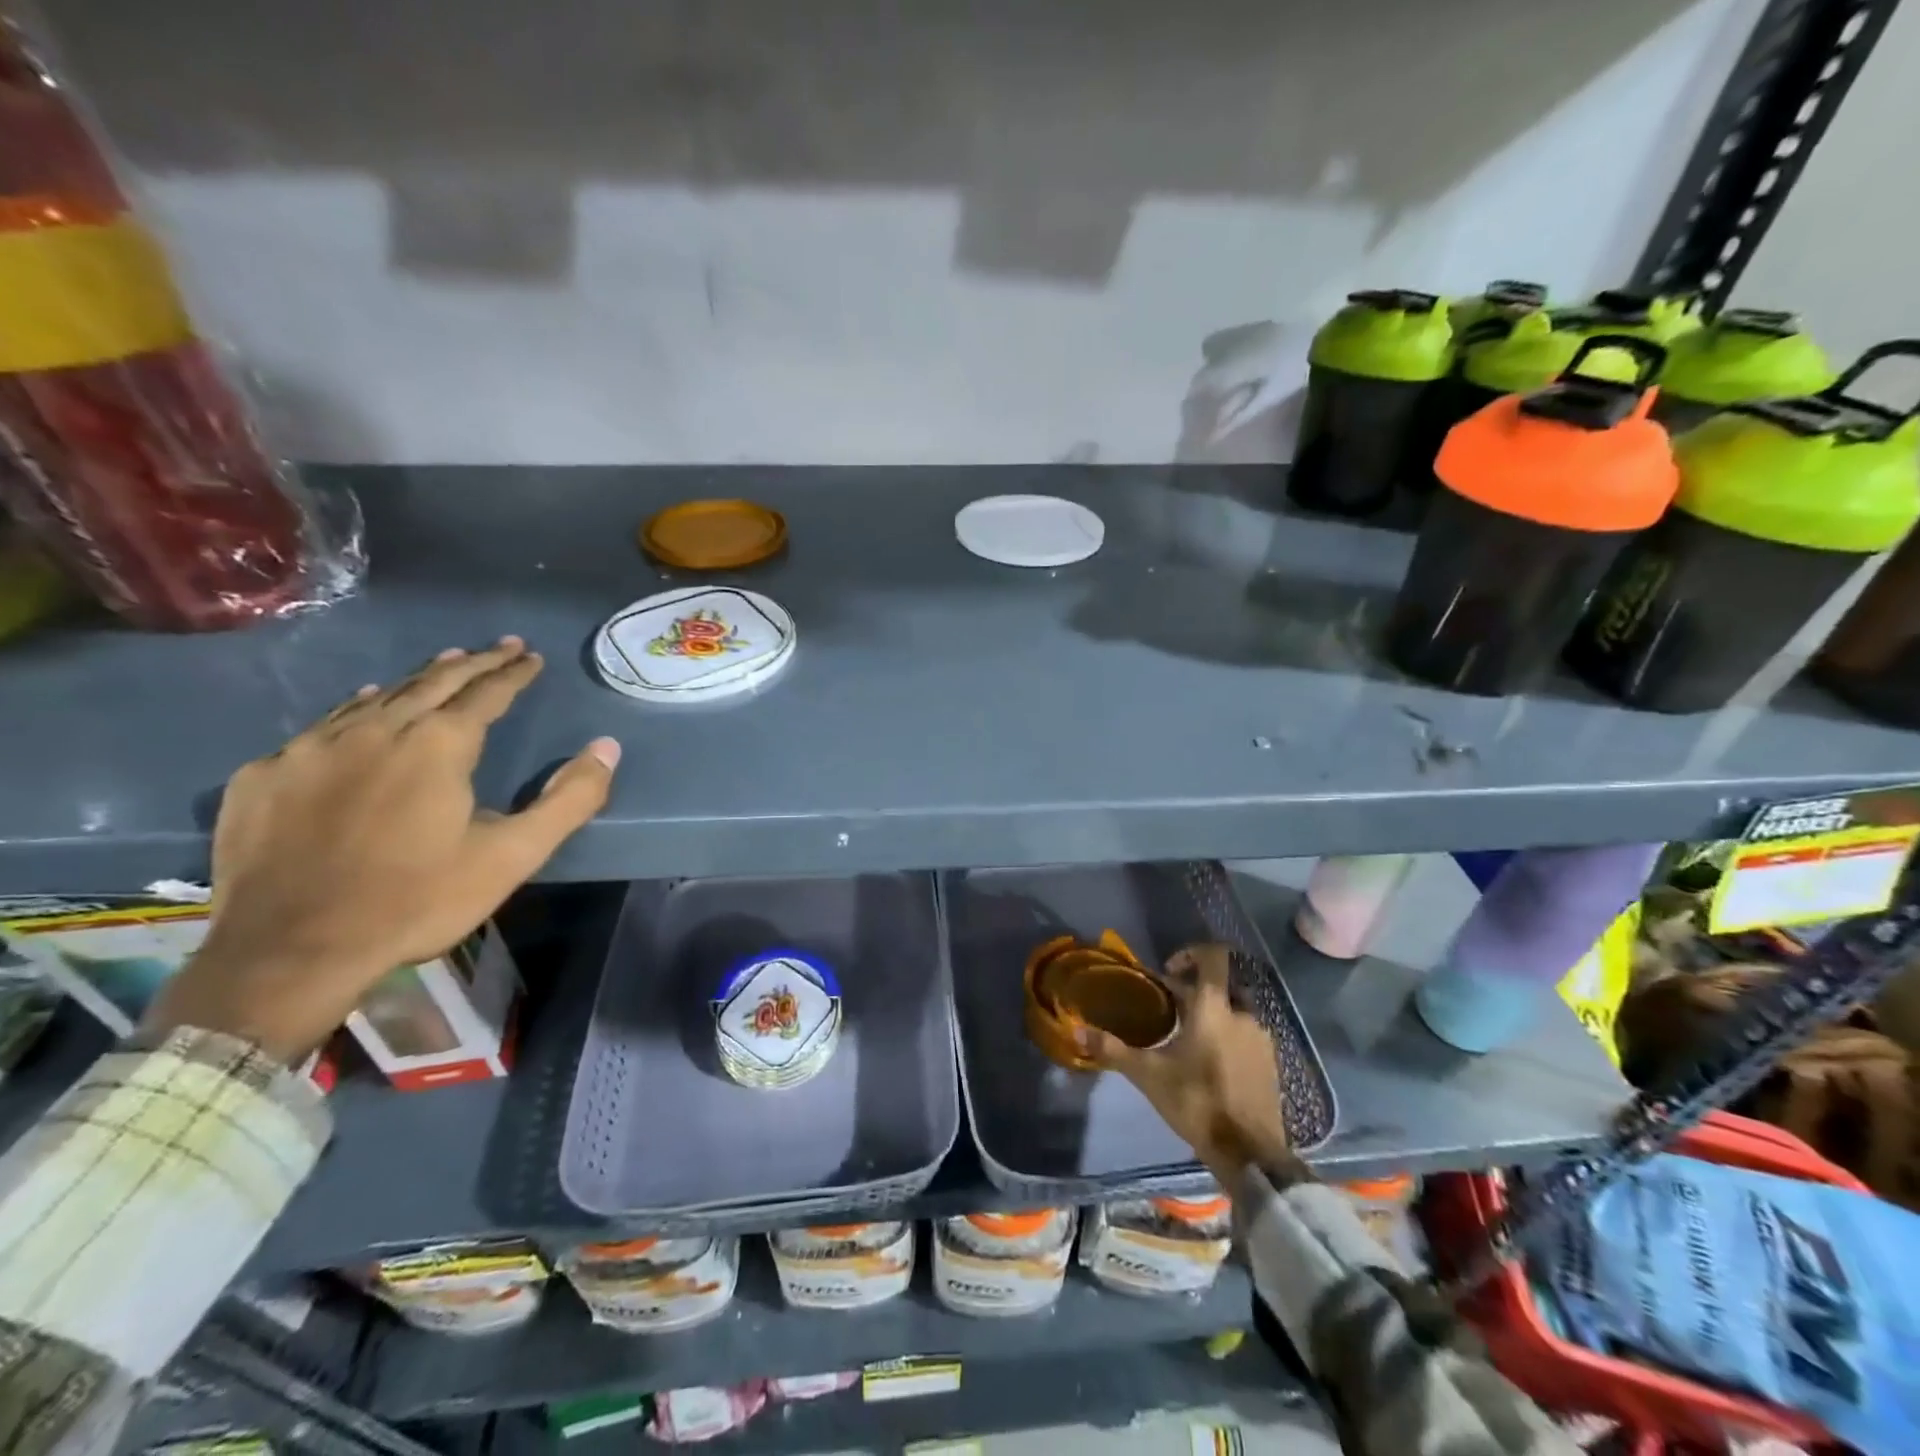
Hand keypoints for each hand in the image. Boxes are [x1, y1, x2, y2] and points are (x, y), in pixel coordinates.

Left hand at [144, 638, 619, 1062]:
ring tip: (441, 664)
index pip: (485, 693)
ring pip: (376, 698)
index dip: (512, 672)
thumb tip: (607, 747)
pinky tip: (363, 709)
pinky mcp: (265, 776)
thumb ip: (569, 800)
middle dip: (471, 662)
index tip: (529, 656)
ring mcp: (311, 749)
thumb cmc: (417, 901)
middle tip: (498, 647)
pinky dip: (357, 708)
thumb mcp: (513, 856)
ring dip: (417, 679)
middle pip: (431, 682)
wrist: (289, 952)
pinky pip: (323, 726)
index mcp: (437, 745)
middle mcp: (375, 731)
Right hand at [1074, 943, 1290, 1183]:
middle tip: (1168, 1007)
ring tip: (1186, 1036)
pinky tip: (1209, 1062)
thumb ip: (1113, 1049)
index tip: (1168, 971)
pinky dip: (1228, 1036)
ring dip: (1212, 1014)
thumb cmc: (1196, 1101)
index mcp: (1214, 1007)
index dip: (1191, 953)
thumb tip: (1076, 1031)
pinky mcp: (1270, 1063)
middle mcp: (1242, 1014)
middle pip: (1221, 984)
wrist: (1249, 1152)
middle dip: (1194, 989)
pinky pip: (1246, 1035)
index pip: (1214, 956)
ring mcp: (1261, 1039)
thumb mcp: (1148, 1075)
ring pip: (1235, 1010)